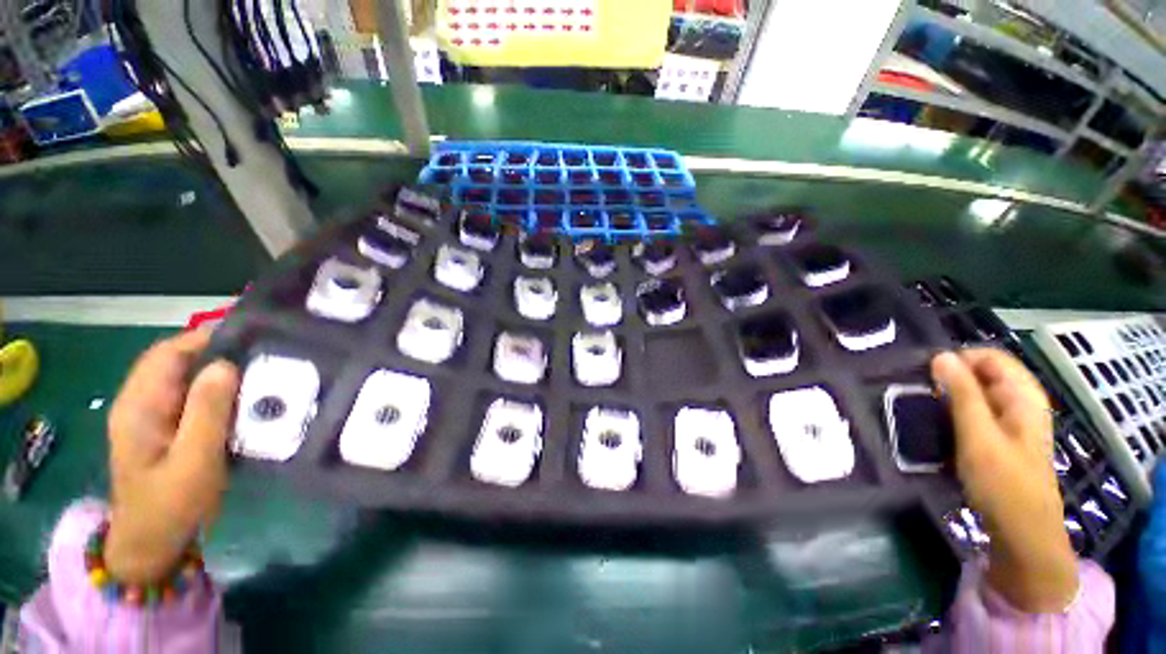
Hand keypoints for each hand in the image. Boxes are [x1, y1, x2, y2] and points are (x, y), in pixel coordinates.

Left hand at [105, 329, 239, 584]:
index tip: (249, 334)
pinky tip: (240, 399)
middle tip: (263, 354)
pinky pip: (190, 397)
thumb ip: (207, 412)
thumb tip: (225, 365)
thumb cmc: (170, 505)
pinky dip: (216, 390)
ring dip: (219, 371)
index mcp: (139, 406)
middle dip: (217, 352)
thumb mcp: (193, 461)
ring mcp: (150, 416)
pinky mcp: (163, 429)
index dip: (205, 338)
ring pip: (185, 378)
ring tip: (259, 372)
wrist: (150, 544)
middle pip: (176, 361)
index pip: (168, 353)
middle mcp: (139, 403)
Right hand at [931, 348, 1077, 611]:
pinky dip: (953, 412)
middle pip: (982, 373)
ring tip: (922, 408)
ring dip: (948, 396)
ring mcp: (1010, 421)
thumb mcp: (979, 435)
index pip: (989, 356)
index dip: (958, 359)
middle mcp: (1019, 402)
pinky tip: (937, 425)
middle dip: (949, 378)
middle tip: (919, 394)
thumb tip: (940, 356)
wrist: (1022, 532)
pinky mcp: (998, 438)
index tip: (926, 375)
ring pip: (975, 393)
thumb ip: (962, 394)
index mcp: (1023, 395)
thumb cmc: (1003, 482)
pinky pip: (973, 412)